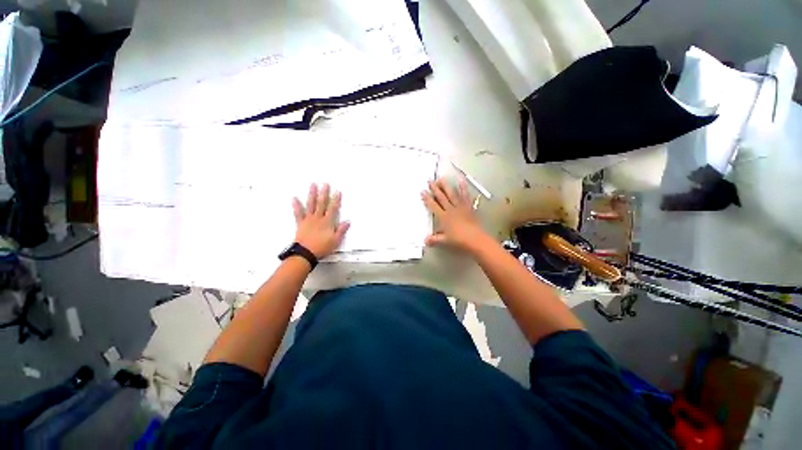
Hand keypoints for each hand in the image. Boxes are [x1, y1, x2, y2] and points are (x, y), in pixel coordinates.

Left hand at [292, 183, 349, 258]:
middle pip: (322, 203)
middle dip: (324, 193)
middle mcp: (318, 218)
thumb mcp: (335, 241)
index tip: (337, 192)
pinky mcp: (301, 223)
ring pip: (311, 204)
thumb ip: (341, 230)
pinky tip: (295, 199)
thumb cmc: (321, 247)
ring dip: (312, 194)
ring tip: (313, 186)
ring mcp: (309, 220)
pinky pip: (298, 213)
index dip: (336, 200)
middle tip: (325, 184)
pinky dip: (296, 206)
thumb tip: (347, 222)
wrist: (305, 253)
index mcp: (327, 222)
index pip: (333, 208)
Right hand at [421, 178, 487, 251]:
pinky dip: (463, 188)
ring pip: (452, 194)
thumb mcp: (445, 241)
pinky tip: (461, 181)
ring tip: (441, 178)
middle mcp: (451, 210)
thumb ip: (434, 239)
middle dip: (435, 189)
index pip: (433, 206)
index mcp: (443, 217)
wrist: (475, 239)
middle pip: (441, 197)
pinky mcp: (468, 207)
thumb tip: (425, 241)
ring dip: (446, 186)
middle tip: (430, 181)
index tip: (423, 191)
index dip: (427, 199)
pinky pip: (465, 196)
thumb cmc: (459, 240)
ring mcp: (460, 207)